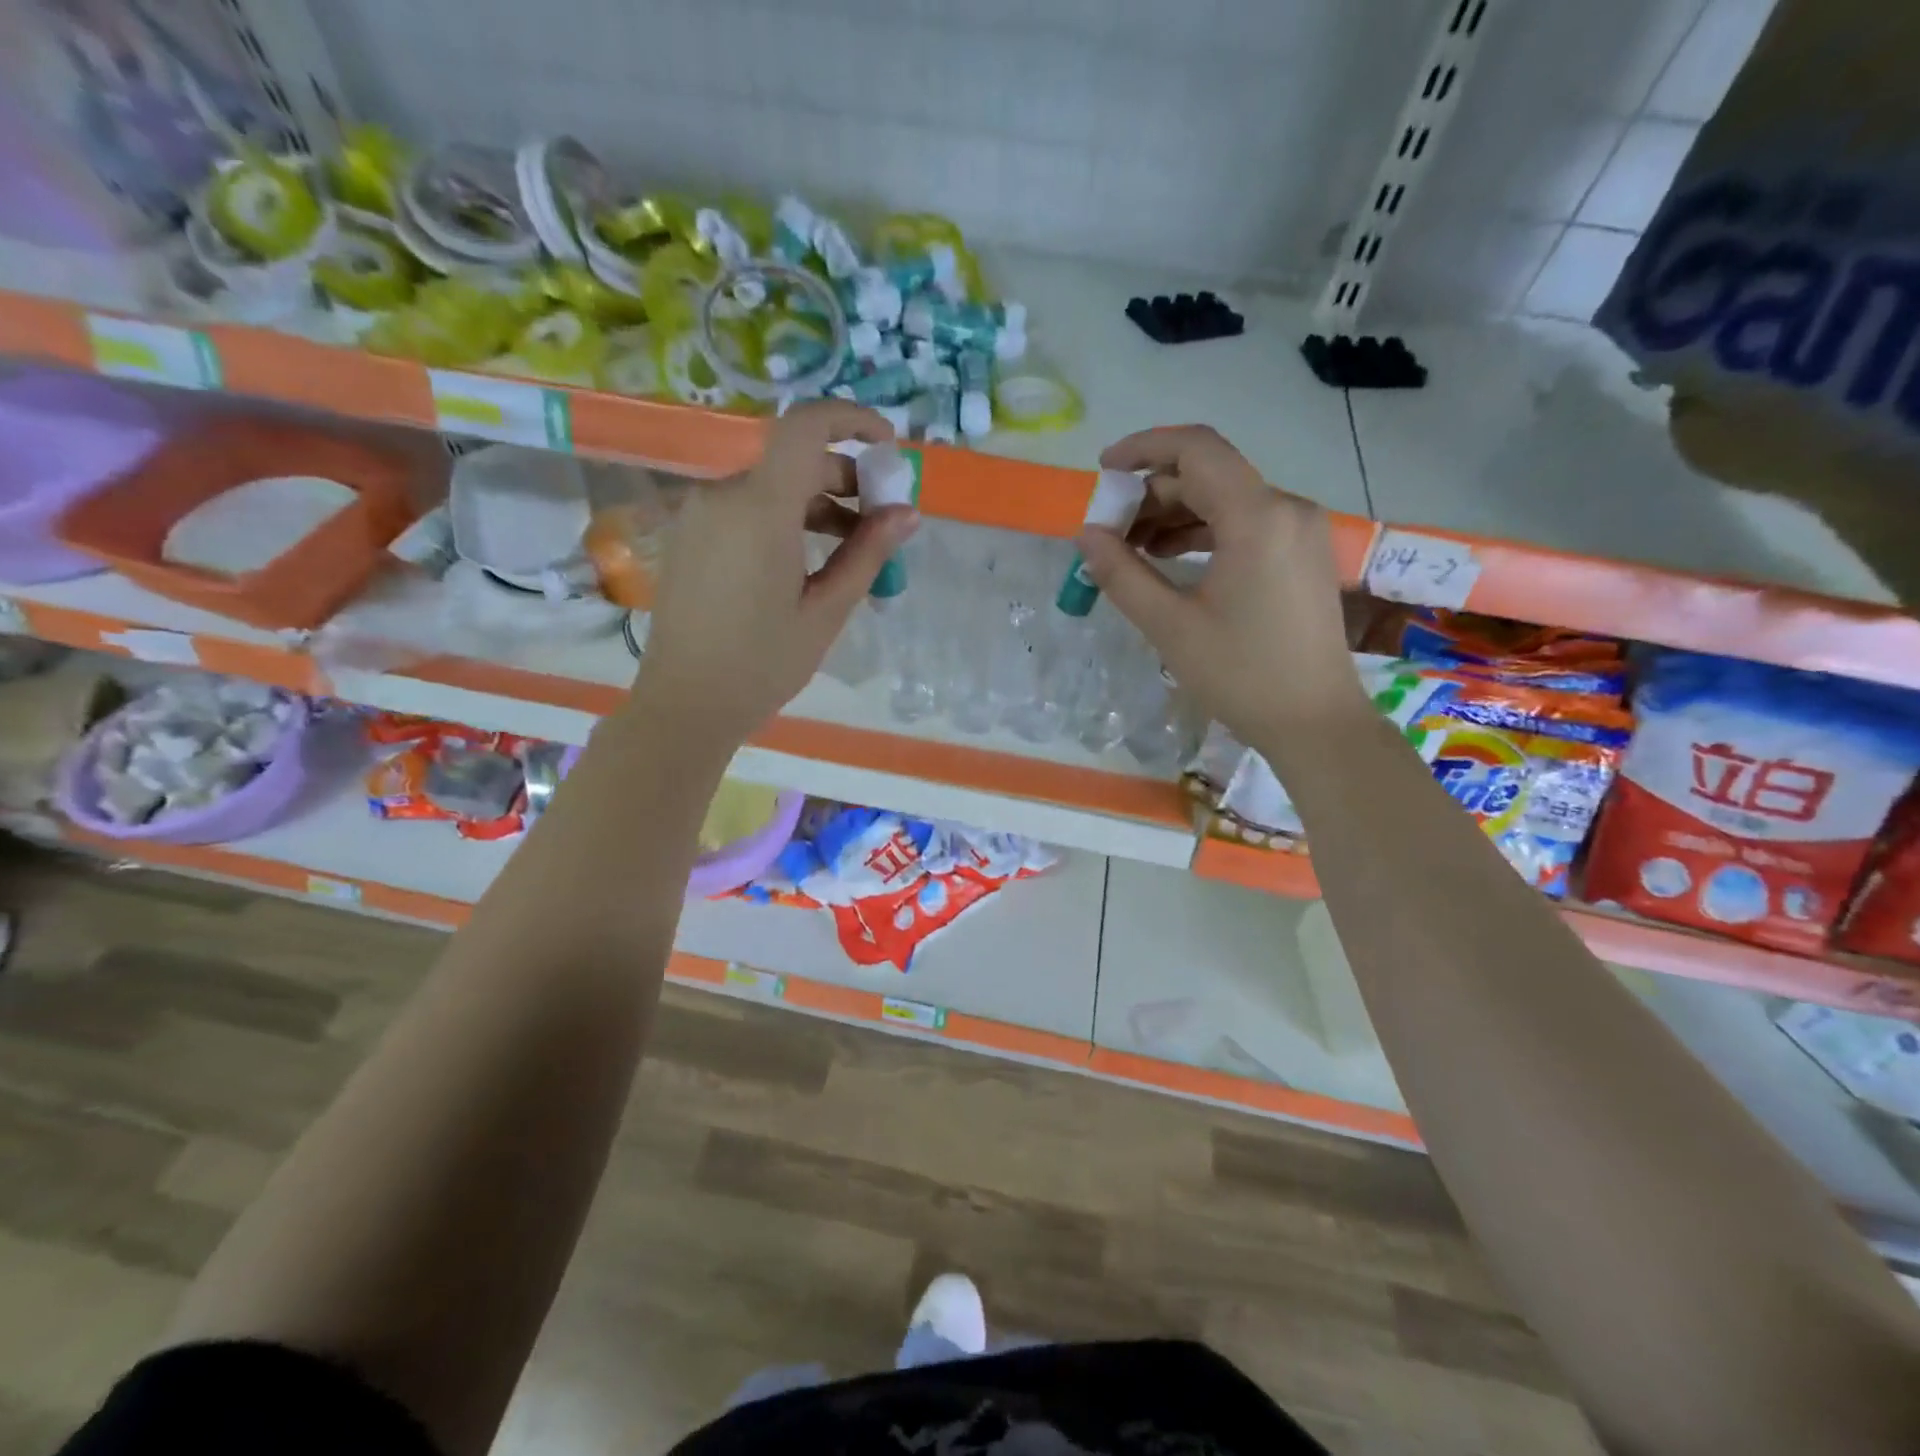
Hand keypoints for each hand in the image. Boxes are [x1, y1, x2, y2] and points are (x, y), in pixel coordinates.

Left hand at [632, 401, 918, 745]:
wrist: (685, 704)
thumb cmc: (762, 664)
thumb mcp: (826, 612)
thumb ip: (867, 554)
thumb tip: (907, 512)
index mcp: (760, 510)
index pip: (805, 427)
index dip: (851, 420)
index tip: (887, 446)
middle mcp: (723, 496)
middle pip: (794, 461)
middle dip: (845, 479)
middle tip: (881, 522)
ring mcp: (700, 514)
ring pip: (771, 486)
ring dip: (816, 504)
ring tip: (850, 551)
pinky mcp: (690, 534)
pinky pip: (746, 508)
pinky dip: (784, 519)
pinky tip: (804, 562)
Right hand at [1076, 425, 1362, 743]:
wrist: (1315, 721)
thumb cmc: (1241, 675)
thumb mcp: (1169, 625)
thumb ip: (1122, 573)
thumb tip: (1087, 535)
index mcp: (1257, 517)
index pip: (1196, 449)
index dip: (1143, 449)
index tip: (1103, 471)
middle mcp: (1286, 508)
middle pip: (1208, 475)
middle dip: (1152, 494)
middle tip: (1109, 531)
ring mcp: (1300, 530)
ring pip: (1226, 499)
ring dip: (1175, 515)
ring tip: (1131, 549)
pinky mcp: (1303, 554)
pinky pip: (1245, 523)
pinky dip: (1204, 531)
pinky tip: (1170, 559)